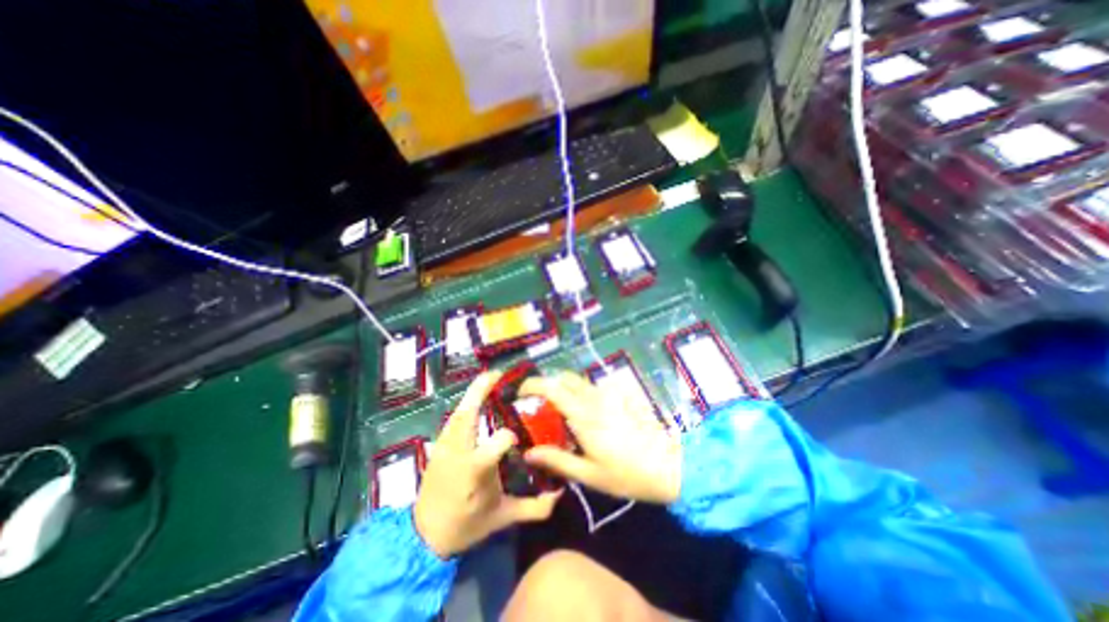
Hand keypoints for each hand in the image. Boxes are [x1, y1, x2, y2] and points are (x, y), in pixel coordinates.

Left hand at [411, 372, 558, 559]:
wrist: (424, 537)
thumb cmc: (466, 525)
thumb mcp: (502, 518)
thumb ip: (533, 508)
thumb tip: (560, 495)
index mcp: (476, 469)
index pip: (500, 439)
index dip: (511, 435)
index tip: (518, 439)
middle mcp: (458, 451)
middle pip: (468, 413)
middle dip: (481, 390)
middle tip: (497, 374)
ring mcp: (445, 447)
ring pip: (458, 412)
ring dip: (473, 394)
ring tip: (489, 380)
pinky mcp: (438, 446)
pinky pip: (453, 420)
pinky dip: (465, 406)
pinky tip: (475, 401)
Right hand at [520, 368, 686, 504]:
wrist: (670, 464)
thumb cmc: (627, 473)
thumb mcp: (589, 474)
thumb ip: (558, 460)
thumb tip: (530, 453)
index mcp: (583, 414)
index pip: (552, 387)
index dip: (533, 384)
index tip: (521, 393)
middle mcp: (594, 397)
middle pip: (565, 377)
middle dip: (549, 385)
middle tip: (542, 405)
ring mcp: (610, 394)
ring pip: (580, 381)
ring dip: (567, 389)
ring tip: (563, 412)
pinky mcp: (622, 396)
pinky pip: (595, 388)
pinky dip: (583, 393)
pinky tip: (588, 414)